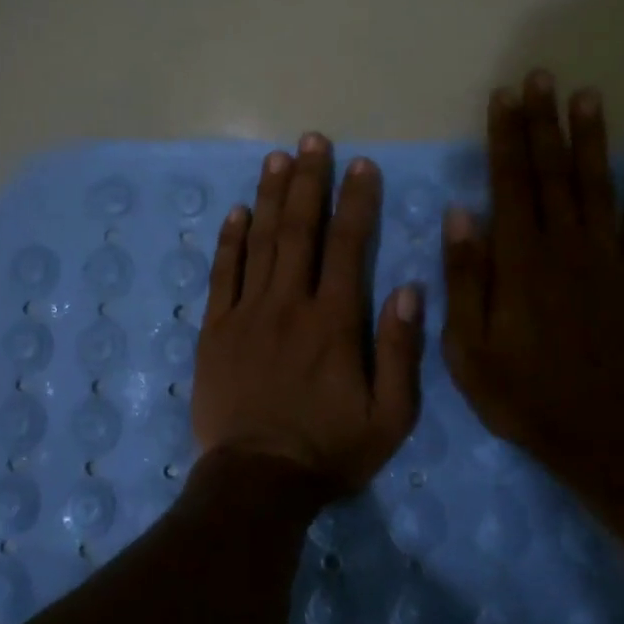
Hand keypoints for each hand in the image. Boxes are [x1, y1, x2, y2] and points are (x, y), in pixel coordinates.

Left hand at [192, 133, 425, 491]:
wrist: (257, 483)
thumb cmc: (330, 451)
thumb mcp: (390, 416)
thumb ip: (400, 350)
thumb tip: (408, 288)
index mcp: (334, 321)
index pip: (347, 245)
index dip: (356, 201)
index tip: (361, 164)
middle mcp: (289, 304)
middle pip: (299, 229)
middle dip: (308, 181)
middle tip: (313, 140)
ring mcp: (246, 313)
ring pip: (260, 242)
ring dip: (269, 197)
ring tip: (278, 158)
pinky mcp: (215, 330)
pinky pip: (222, 275)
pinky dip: (229, 241)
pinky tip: (236, 212)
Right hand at [440, 71, 623, 467]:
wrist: (595, 433)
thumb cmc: (519, 391)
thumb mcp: (467, 345)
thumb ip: (465, 278)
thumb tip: (461, 214)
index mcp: (520, 259)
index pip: (510, 182)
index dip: (507, 136)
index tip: (505, 96)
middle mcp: (564, 246)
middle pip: (553, 172)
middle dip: (545, 122)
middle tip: (544, 77)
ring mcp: (607, 260)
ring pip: (597, 187)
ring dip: (591, 140)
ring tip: (590, 97)